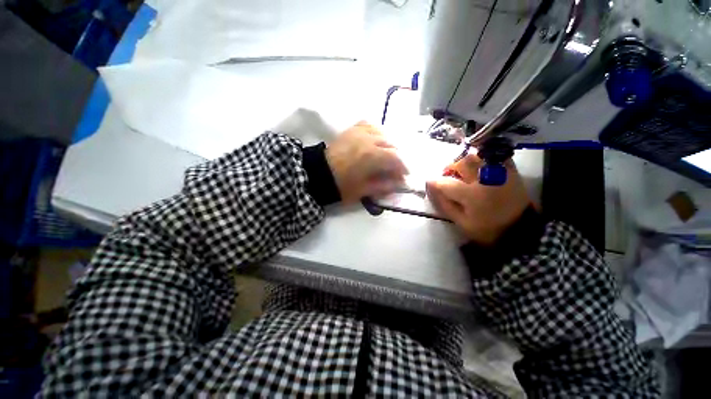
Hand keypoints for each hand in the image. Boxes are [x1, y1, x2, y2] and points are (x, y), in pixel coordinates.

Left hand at [326, 122, 407, 203]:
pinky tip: (377, 140)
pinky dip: (377, 132)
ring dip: (389, 144)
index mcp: (371, 156)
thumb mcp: (363, 190)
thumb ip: (383, 185)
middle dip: (398, 156)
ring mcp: (358, 132)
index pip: (395, 158)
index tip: (404, 175)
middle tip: (396, 168)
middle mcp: (367, 139)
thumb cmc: (340, 186)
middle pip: (391, 144)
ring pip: (382, 132)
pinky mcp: (351, 130)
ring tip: (388, 155)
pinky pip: (369, 125)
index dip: (403, 167)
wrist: (318, 175)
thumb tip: (399, 183)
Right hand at [426, 154, 531, 245]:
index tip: (429, 183)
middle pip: (460, 164)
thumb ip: (445, 204)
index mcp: (471, 195)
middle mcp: (484, 179)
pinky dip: (482, 157)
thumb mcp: (461, 222)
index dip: (433, 182)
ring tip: (463, 171)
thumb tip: (432, 189)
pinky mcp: (509, 170)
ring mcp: (498, 172)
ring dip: (464, 162)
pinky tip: (478, 166)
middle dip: (449, 168)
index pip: (445, 183)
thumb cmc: (487, 229)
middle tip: (448, 176)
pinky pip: (493, 155)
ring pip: (475, 156)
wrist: (520, 229)